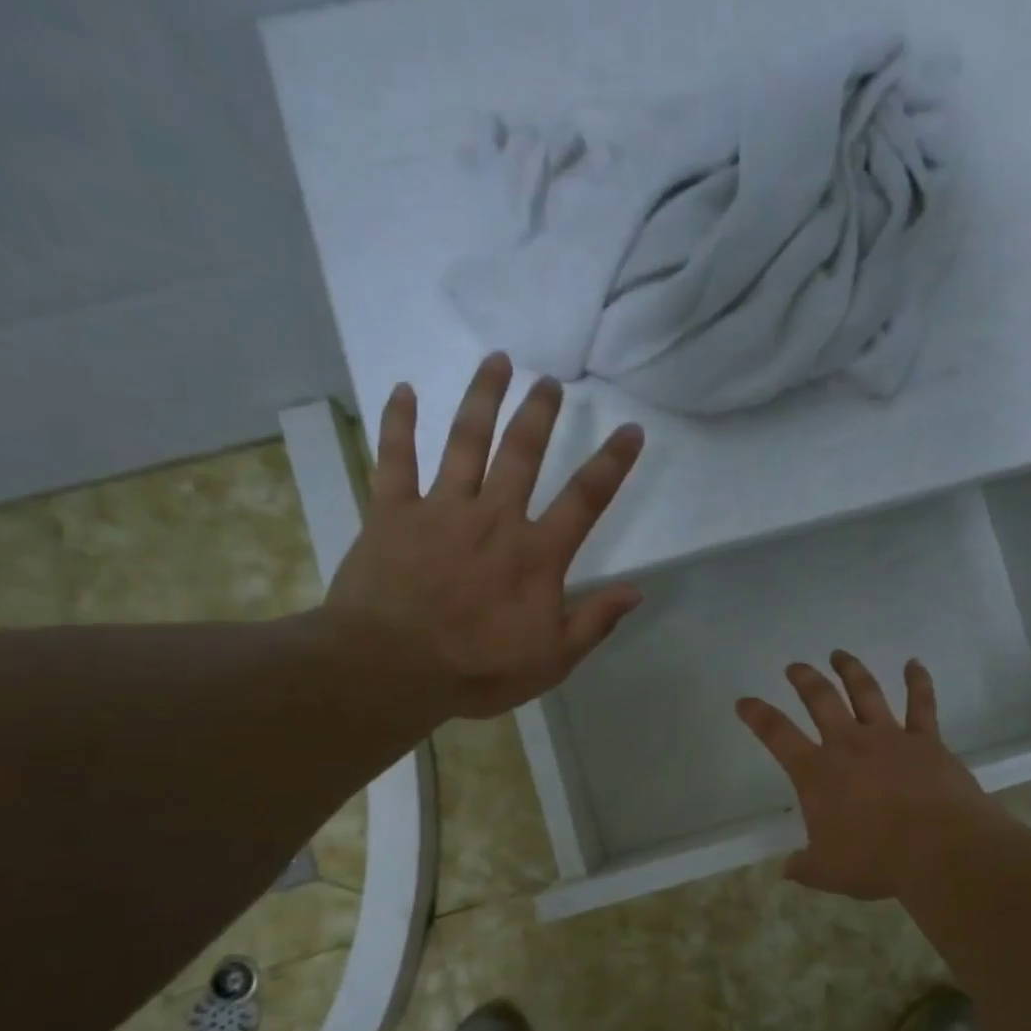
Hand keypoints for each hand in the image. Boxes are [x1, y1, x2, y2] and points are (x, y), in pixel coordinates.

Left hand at [323, 353, 644, 720]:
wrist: (392, 668)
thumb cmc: (478, 669)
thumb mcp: (553, 660)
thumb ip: (595, 621)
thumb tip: (637, 591)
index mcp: (537, 554)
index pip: (585, 499)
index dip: (612, 462)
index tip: (631, 429)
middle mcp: (494, 518)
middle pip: (522, 453)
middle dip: (539, 413)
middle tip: (550, 381)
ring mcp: (441, 510)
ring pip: (465, 442)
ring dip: (482, 399)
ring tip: (496, 361)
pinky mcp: (393, 513)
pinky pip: (395, 459)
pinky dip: (399, 423)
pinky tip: (403, 391)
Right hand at [736, 652, 995, 899]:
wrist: (939, 849)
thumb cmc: (876, 861)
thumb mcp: (828, 872)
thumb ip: (805, 867)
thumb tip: (787, 869)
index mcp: (817, 772)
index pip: (777, 735)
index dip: (757, 715)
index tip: (745, 701)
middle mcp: (849, 744)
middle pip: (821, 699)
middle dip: (804, 679)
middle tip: (795, 666)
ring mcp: (890, 737)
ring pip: (865, 691)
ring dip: (851, 670)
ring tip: (839, 654)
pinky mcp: (926, 740)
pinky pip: (922, 703)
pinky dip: (918, 681)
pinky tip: (914, 663)